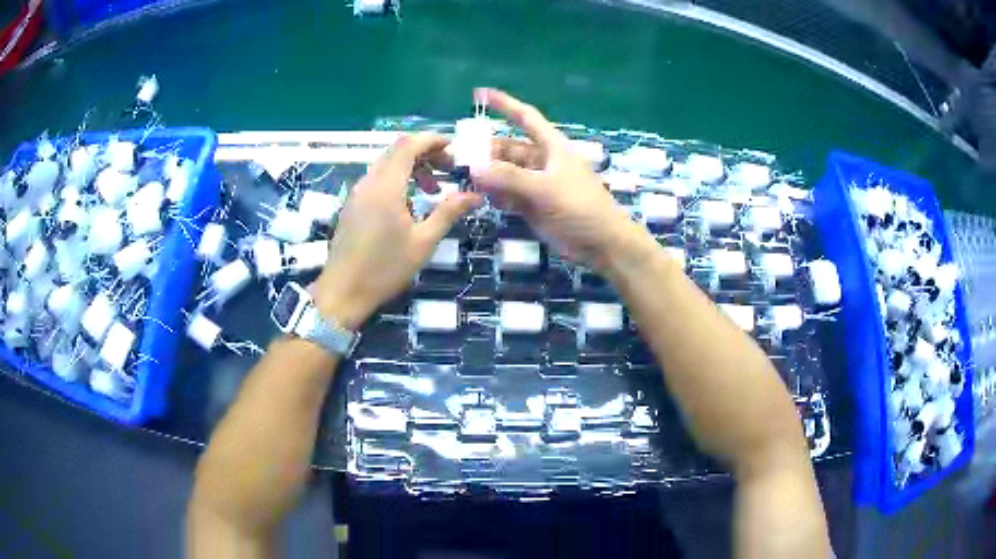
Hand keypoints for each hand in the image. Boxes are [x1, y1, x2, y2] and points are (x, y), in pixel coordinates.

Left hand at [311, 133, 481, 329]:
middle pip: (398, 151)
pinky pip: (377, 180)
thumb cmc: (385, 269)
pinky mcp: (353, 205)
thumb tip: (476, 195)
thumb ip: (449, 212)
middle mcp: (369, 182)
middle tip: (449, 169)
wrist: (343, 292)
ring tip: (433, 190)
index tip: (455, 148)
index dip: (433, 140)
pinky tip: (410, 204)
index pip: (409, 145)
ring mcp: (357, 193)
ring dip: (412, 168)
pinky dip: (398, 180)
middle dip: (426, 153)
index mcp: (386, 187)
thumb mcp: (423, 241)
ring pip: (387, 165)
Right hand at [469, 88, 641, 269]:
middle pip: (508, 148)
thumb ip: (510, 178)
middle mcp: (542, 161)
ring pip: (505, 173)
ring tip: (465, 178)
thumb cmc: (581, 208)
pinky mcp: (533, 205)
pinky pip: (508, 194)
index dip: (504, 104)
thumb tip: (474, 168)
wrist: (602, 244)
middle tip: (459, 156)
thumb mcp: (546, 189)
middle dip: (486, 150)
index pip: (525, 118)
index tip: (481, 94)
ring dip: (487, 174)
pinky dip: (496, 194)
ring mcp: (537, 184)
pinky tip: (482, 197)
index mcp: (551, 146)